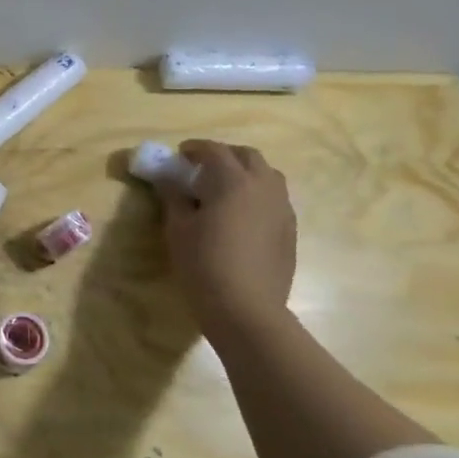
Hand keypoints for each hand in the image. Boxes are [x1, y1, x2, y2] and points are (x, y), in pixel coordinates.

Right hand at [153, 139, 296, 341]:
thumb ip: (173, 196)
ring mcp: (282, 208)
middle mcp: (264, 186)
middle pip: (247, 156)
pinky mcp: (290, 229)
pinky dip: (256, 194)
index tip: (179, 155)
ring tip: (223, 189)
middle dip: (224, 155)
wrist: (246, 309)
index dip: (195, 149)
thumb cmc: (203, 265)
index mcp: (233, 181)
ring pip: (267, 175)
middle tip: (202, 168)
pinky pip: (274, 199)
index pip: (214, 151)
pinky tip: (240, 216)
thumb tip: (168, 178)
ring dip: (245, 173)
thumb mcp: (178, 229)